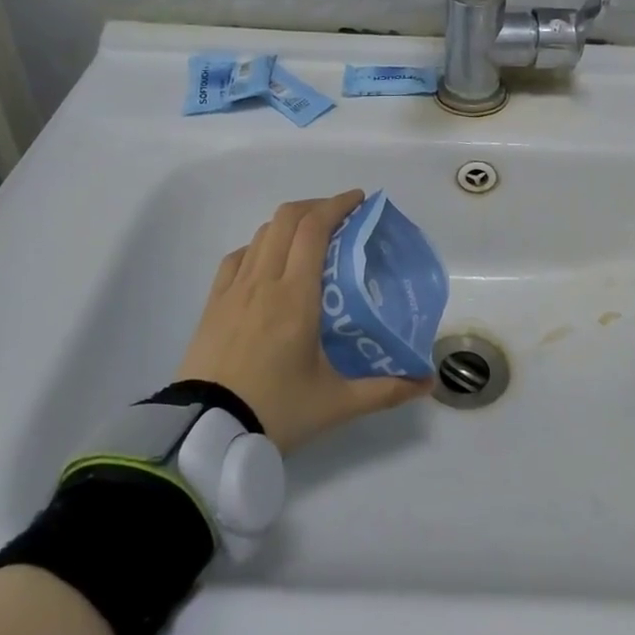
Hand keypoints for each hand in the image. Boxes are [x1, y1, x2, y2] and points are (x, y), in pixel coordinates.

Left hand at [174, 190, 427, 451]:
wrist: (205, 433)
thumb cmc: (276, 410)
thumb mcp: (337, 403)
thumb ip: (385, 390)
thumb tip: (428, 382)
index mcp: (296, 296)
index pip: (314, 228)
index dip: (338, 205)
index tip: (361, 201)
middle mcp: (263, 281)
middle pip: (287, 219)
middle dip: (317, 206)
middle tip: (343, 217)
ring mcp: (233, 290)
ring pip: (262, 234)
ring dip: (289, 223)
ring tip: (311, 237)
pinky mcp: (213, 304)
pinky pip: (237, 258)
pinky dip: (260, 246)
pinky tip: (269, 262)